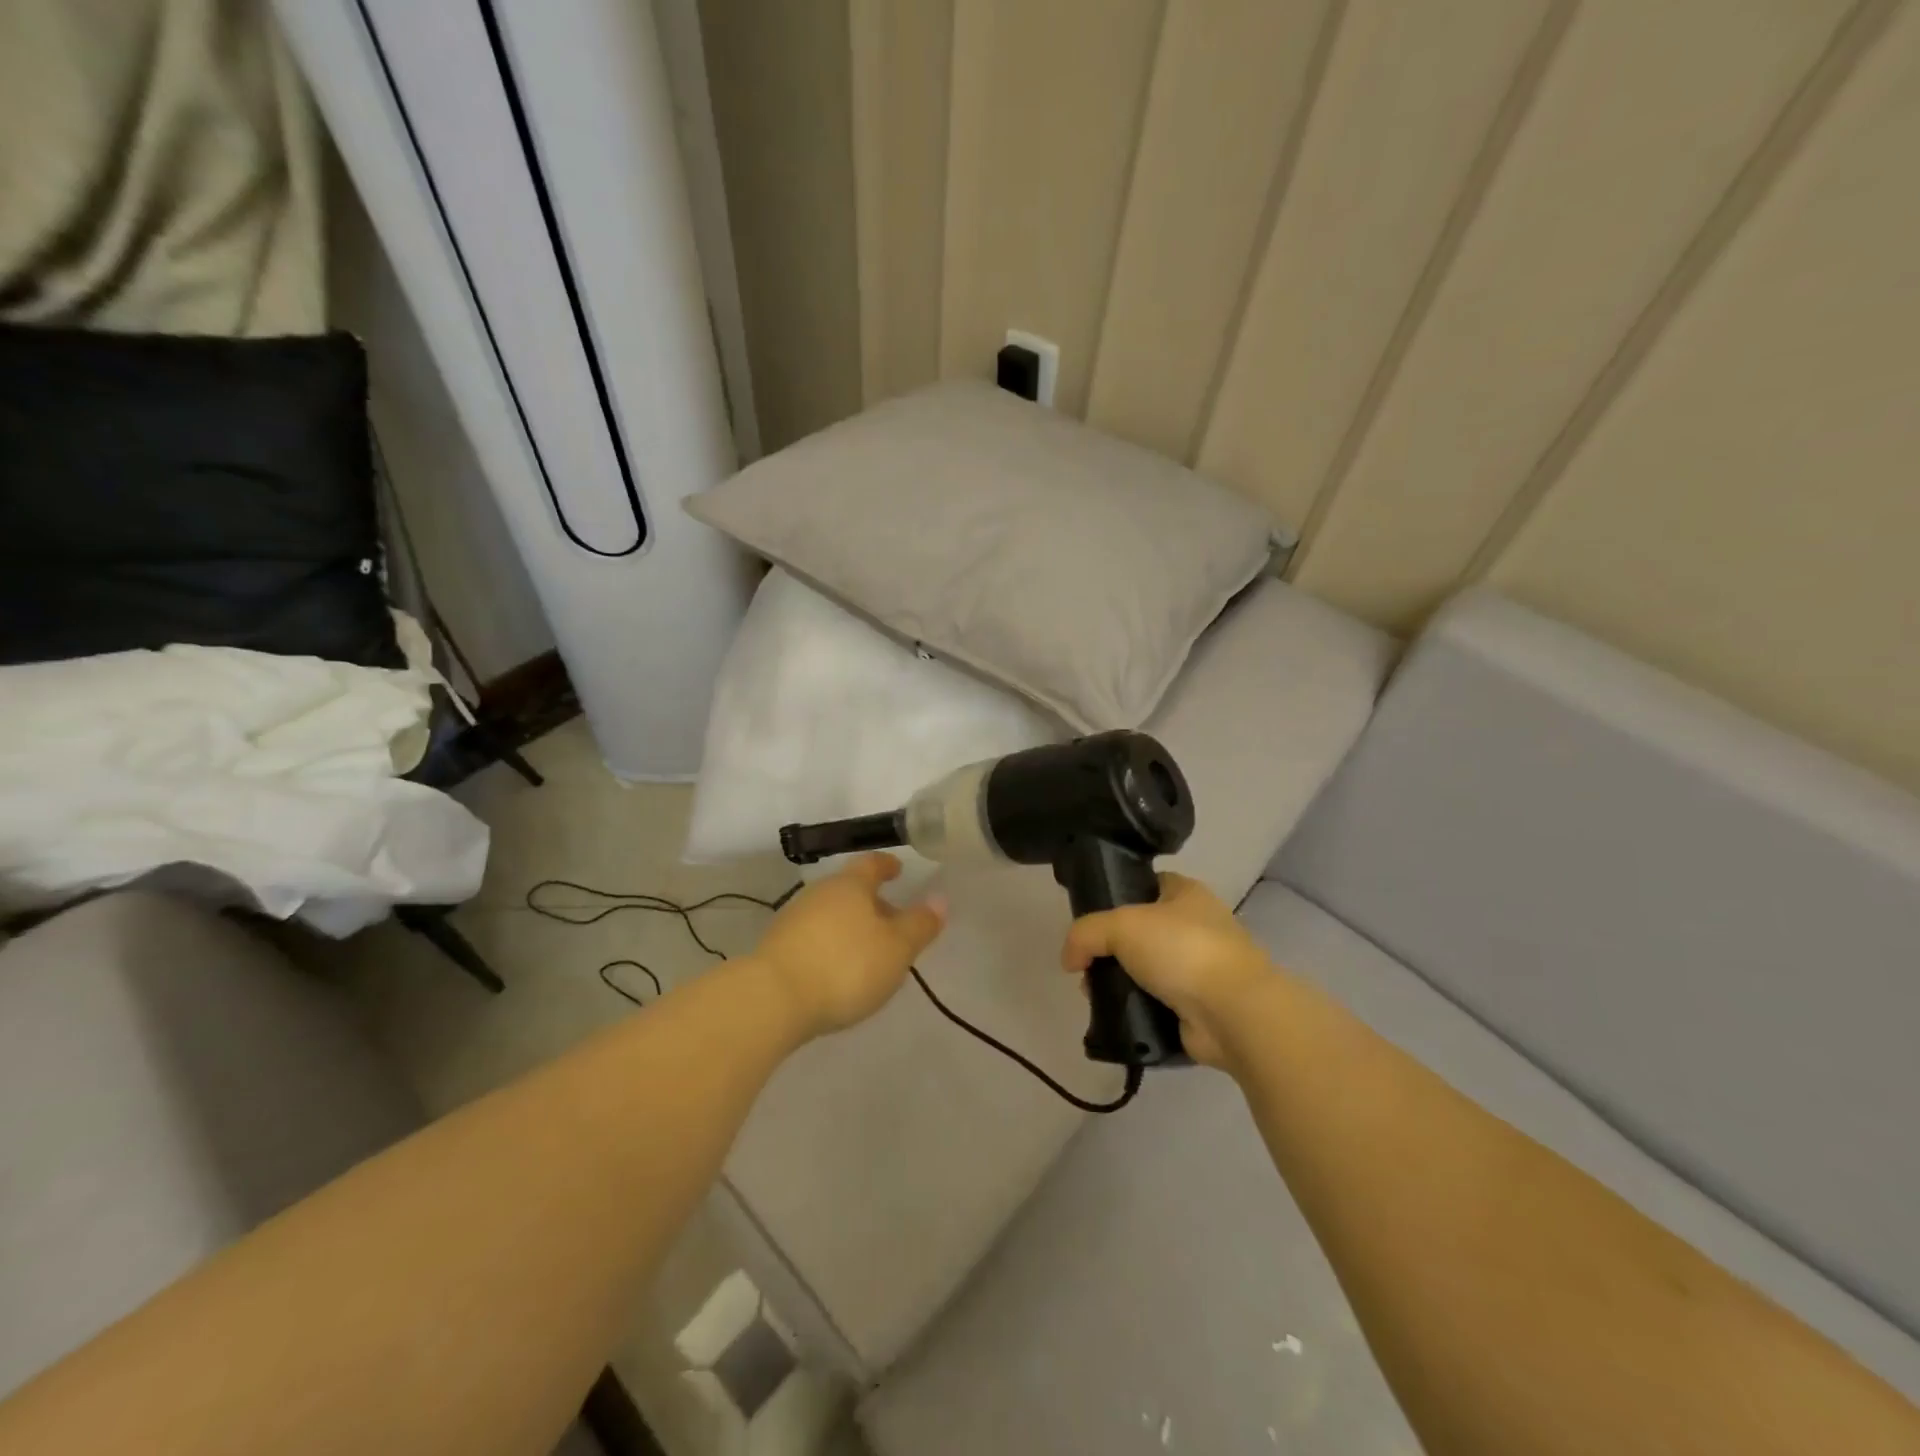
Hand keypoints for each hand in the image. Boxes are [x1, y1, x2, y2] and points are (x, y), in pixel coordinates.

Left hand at [750, 854, 946, 1039]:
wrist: (773, 999)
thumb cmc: (846, 966)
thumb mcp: (897, 949)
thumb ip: (920, 925)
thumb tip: (939, 899)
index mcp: (851, 885)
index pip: (871, 864)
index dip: (887, 865)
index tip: (898, 868)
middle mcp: (819, 893)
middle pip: (850, 890)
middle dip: (872, 901)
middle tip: (892, 920)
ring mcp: (793, 919)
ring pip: (830, 913)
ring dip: (850, 925)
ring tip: (868, 949)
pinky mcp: (776, 947)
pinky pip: (813, 936)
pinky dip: (830, 944)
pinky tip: (838, 968)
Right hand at [1060, 873, 1272, 1068]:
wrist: (1233, 1012)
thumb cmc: (1182, 949)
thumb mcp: (1121, 925)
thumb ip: (1085, 934)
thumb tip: (1070, 960)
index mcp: (1186, 893)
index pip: (1145, 884)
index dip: (1116, 895)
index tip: (1089, 917)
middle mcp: (1196, 926)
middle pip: (1140, 932)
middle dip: (1109, 949)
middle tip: (1085, 966)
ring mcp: (1199, 968)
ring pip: (1145, 969)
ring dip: (1119, 981)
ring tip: (1095, 995)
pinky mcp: (1198, 1006)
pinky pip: (1155, 1003)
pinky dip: (1135, 1008)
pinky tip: (1115, 1014)